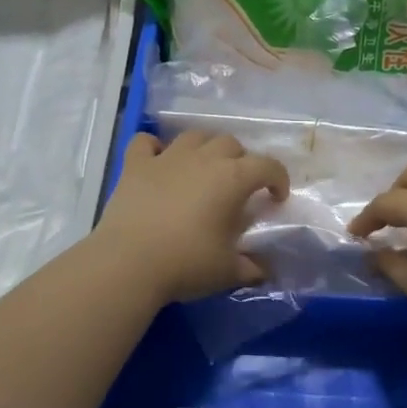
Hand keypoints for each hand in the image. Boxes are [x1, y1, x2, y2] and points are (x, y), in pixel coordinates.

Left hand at [93, 130, 289, 304]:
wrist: (128, 263)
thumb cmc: (186, 264)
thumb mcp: (227, 271)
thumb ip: (250, 267)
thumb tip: (262, 271)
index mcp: (232, 179)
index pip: (267, 166)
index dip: (278, 178)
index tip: (277, 198)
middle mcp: (203, 159)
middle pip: (230, 144)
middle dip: (241, 160)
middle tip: (238, 187)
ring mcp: (167, 158)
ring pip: (194, 136)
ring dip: (204, 148)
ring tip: (204, 169)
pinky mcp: (135, 165)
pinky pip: (146, 142)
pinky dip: (155, 147)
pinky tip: (158, 161)